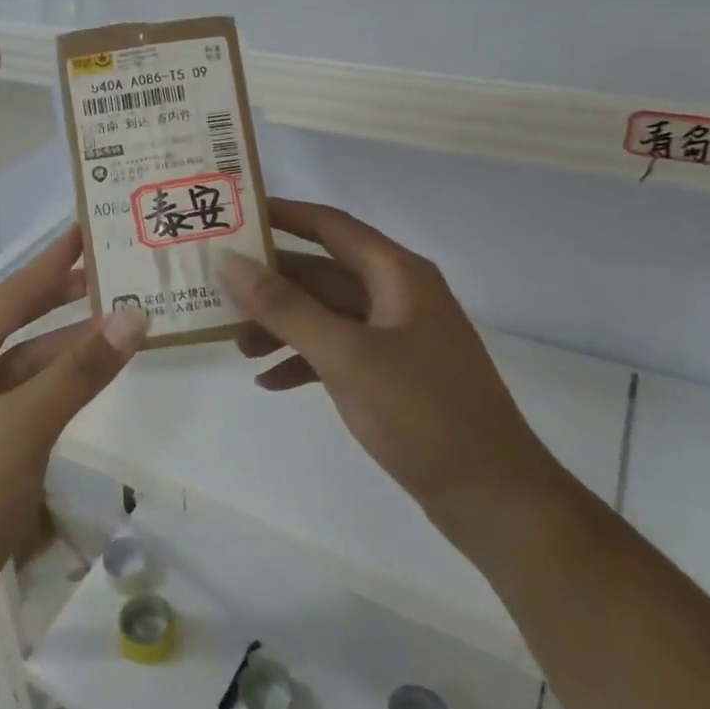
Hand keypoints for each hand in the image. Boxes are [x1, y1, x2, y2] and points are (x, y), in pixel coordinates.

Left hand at [0, 227, 148, 622]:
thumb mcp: (24, 424)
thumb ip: (80, 371)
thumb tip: (134, 316)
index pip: (10, 297)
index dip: (51, 263)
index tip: (83, 229)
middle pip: (16, 328)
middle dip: (62, 302)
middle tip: (110, 271)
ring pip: (26, 369)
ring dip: (68, 350)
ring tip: (119, 324)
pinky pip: (27, 402)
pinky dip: (59, 388)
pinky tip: (91, 378)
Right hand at [220, 199, 556, 532]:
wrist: (492, 496)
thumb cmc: (420, 412)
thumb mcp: (345, 354)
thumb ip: (284, 306)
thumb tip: (230, 261)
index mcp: (398, 275)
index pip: (331, 225)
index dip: (283, 214)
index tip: (235, 212)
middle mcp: (399, 296)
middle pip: (322, 272)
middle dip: (271, 282)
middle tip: (217, 287)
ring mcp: (399, 337)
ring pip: (327, 314)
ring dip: (283, 325)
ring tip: (237, 345)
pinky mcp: (395, 375)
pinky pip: (339, 352)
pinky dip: (304, 361)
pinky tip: (269, 382)